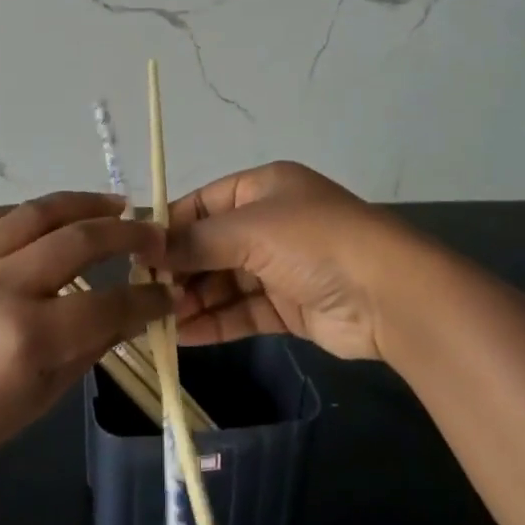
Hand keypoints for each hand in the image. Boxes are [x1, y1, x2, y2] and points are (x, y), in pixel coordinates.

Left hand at [0, 192, 170, 487]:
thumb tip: (129, 312)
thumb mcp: (41, 398)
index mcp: (29, 337)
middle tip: (153, 234)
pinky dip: (31, 213)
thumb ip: (89, 347)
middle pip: (79, 240)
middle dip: (127, 234)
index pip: (109, 304)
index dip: (147, 299)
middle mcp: (2, 286)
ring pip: (37, 212)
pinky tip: (51, 216)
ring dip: (82, 203)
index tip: (167, 293)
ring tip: (113, 204)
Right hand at [162, 162, 420, 361]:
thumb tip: (146, 250)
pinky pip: (242, 311)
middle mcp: (268, 223)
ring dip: (193, 300)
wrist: (389, 294)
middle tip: (145, 295)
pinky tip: (184, 336)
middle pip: (210, 246)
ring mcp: (279, 267)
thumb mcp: (249, 230)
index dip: (168, 228)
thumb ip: (195, 241)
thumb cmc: (313, 242)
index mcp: (261, 189)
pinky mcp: (289, 307)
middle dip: (179, 270)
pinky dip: (215, 322)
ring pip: (224, 282)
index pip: (201, 205)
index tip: (135, 254)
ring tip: (158, 321)